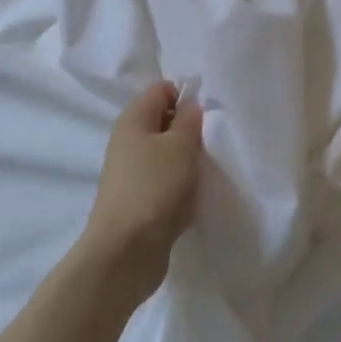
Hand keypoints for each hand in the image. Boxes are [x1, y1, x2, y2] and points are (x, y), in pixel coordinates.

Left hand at [80, 82, 203, 298]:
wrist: (126, 251)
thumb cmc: (155, 188)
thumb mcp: (180, 146)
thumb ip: (190, 120)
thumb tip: (191, 105)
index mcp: (133, 119)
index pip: (161, 90)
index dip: (186, 95)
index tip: (210, 114)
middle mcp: (128, 141)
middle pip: (164, 121)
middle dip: (190, 129)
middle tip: (214, 141)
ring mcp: (132, 172)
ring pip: (166, 153)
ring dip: (188, 160)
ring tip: (209, 169)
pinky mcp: (138, 200)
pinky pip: (164, 181)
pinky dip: (181, 185)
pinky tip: (195, 195)